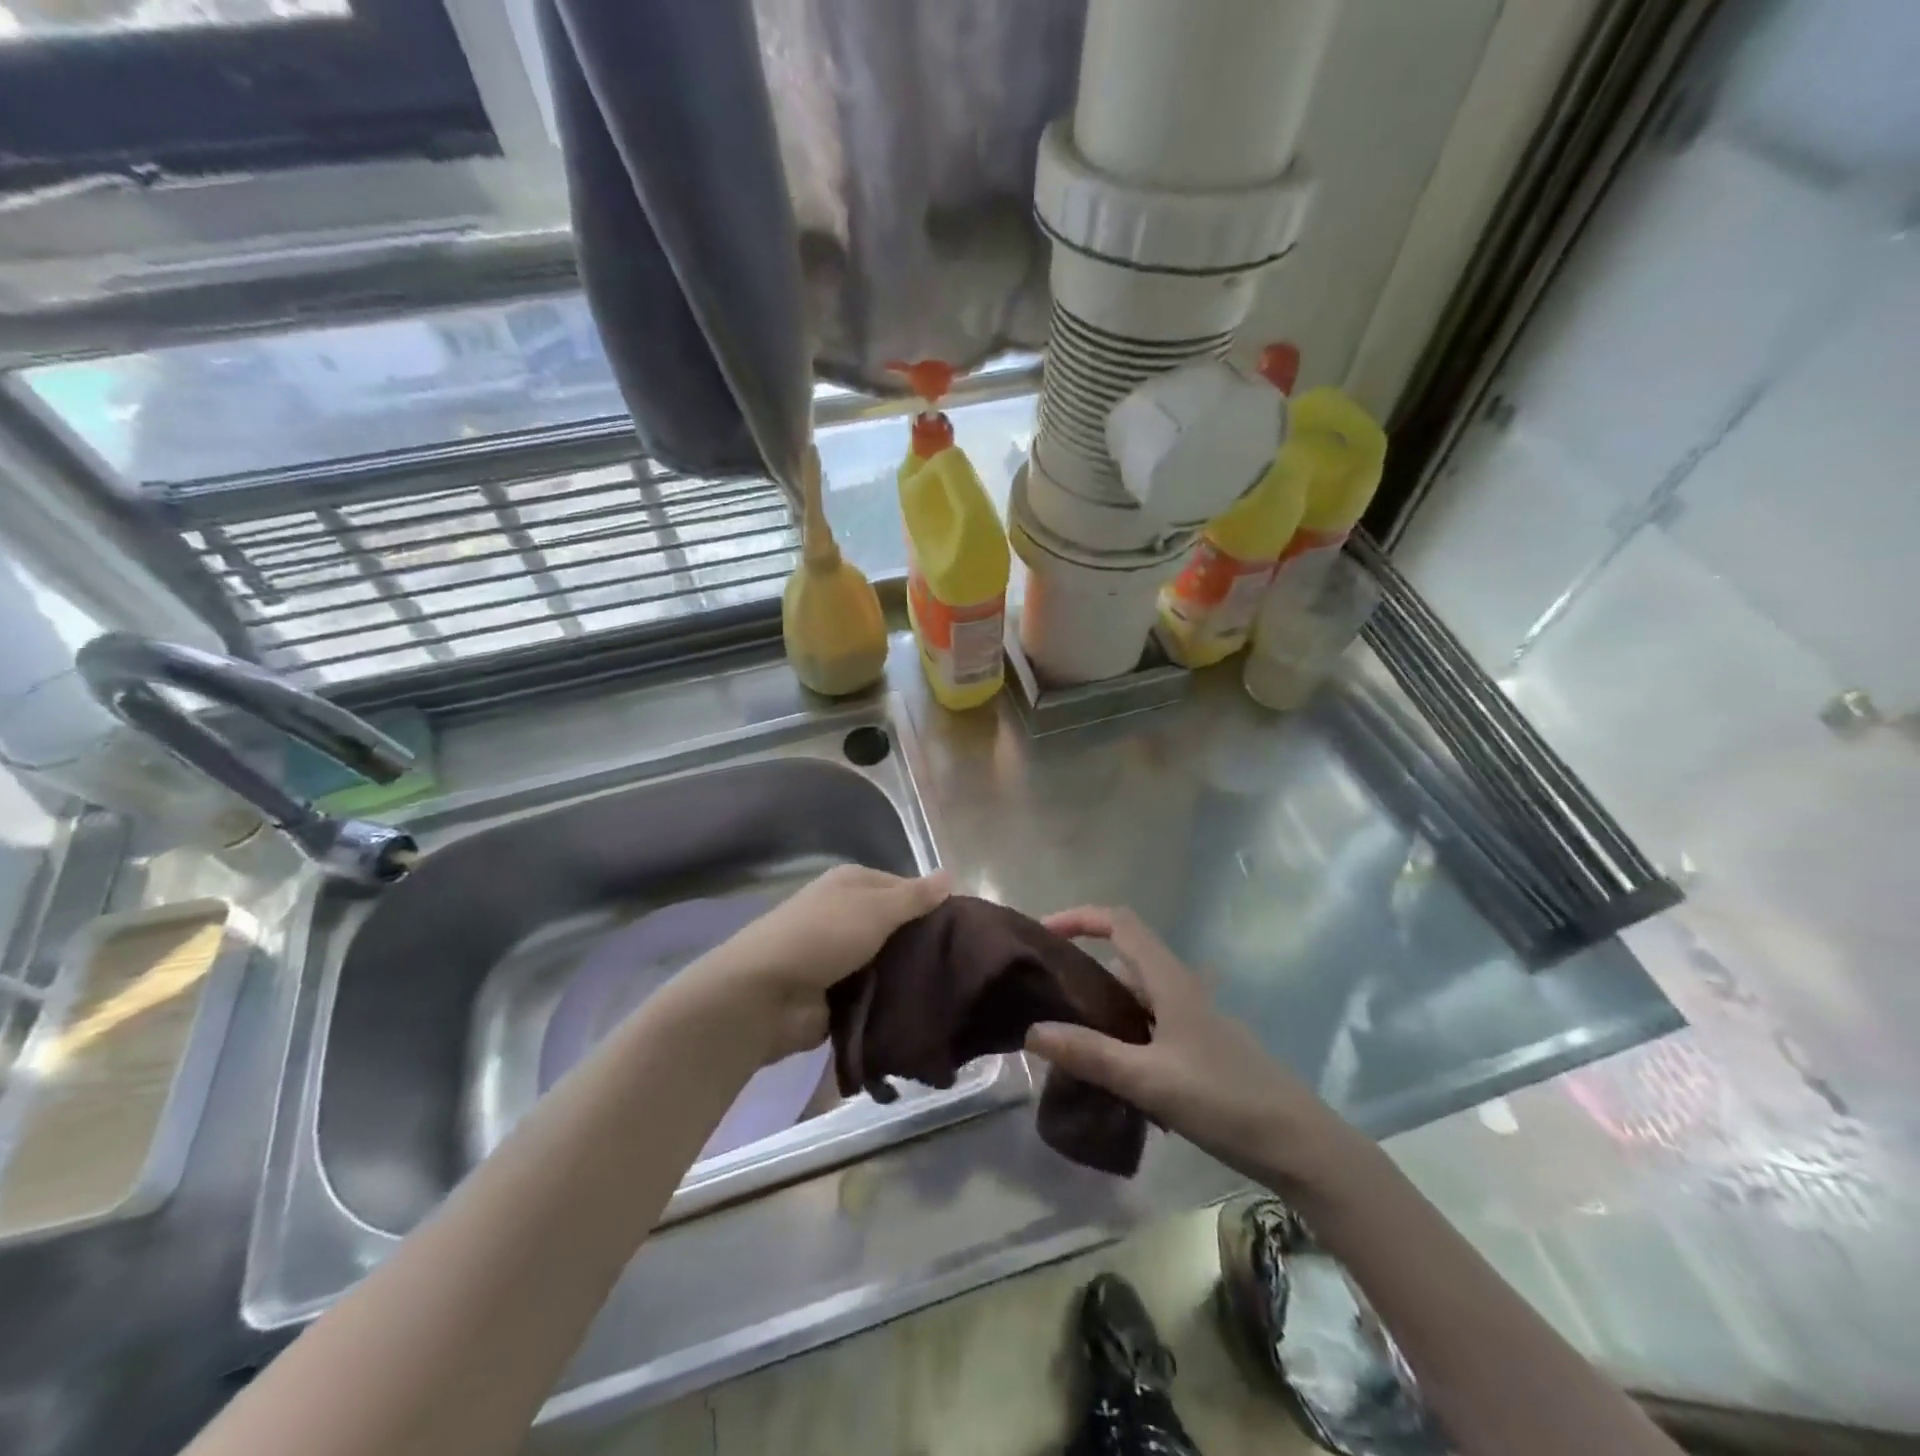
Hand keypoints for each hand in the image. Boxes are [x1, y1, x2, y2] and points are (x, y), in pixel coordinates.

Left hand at [682, 865, 948, 1063]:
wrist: (764, 996)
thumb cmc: (822, 937)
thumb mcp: (875, 908)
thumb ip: (914, 896)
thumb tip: (950, 874)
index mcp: (853, 885)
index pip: (905, 888)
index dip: (933, 905)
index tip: (966, 928)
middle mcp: (847, 915)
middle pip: (898, 927)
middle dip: (924, 944)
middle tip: (965, 965)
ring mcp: (841, 957)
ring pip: (889, 963)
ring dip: (910, 976)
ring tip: (953, 992)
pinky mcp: (838, 995)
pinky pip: (876, 994)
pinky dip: (893, 1001)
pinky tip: (925, 1011)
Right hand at [1025, 907, 1356, 1192]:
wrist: (1300, 1146)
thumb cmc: (1225, 1100)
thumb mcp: (1149, 1079)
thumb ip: (1090, 1054)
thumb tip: (1032, 1030)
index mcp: (1170, 981)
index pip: (1120, 923)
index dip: (1079, 917)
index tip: (1042, 934)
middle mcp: (1179, 990)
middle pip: (1123, 959)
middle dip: (1081, 969)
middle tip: (1042, 997)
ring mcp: (1192, 1021)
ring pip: (1134, 999)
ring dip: (1100, 1010)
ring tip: (1064, 1041)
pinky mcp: (1198, 1050)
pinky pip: (1147, 1029)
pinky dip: (1120, 1038)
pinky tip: (1107, 1075)